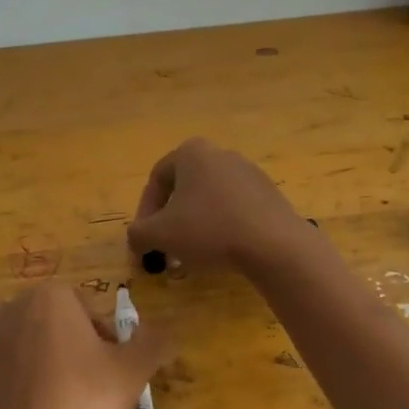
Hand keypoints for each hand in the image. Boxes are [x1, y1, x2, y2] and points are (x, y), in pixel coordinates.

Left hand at [0, 284, 169, 408]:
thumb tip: (166, 327)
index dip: (103, 338)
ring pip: (8, 327)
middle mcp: (13, 306)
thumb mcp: (134, 371)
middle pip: (49, 316)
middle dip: (66, 339)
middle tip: (82, 381)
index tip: (109, 370)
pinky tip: (0, 381)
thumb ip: (154, 340)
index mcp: (53, 296)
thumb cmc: (84, 404)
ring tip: (42, 381)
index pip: (87, 309)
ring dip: (24, 342)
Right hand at [128, 139, 307, 272]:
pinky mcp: (268, 193)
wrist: (273, 243)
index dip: (144, 213)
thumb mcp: (160, 234)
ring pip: (209, 200)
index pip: (156, 180)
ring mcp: (248, 172)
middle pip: (184, 189)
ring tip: (192, 256)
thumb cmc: (209, 229)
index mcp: (191, 153)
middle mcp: (220, 153)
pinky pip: (234, 208)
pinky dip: (221, 227)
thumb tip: (135, 237)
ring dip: (194, 226)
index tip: (145, 240)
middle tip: (166, 249)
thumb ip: (138, 233)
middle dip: (170, 221)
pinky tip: (222, 252)